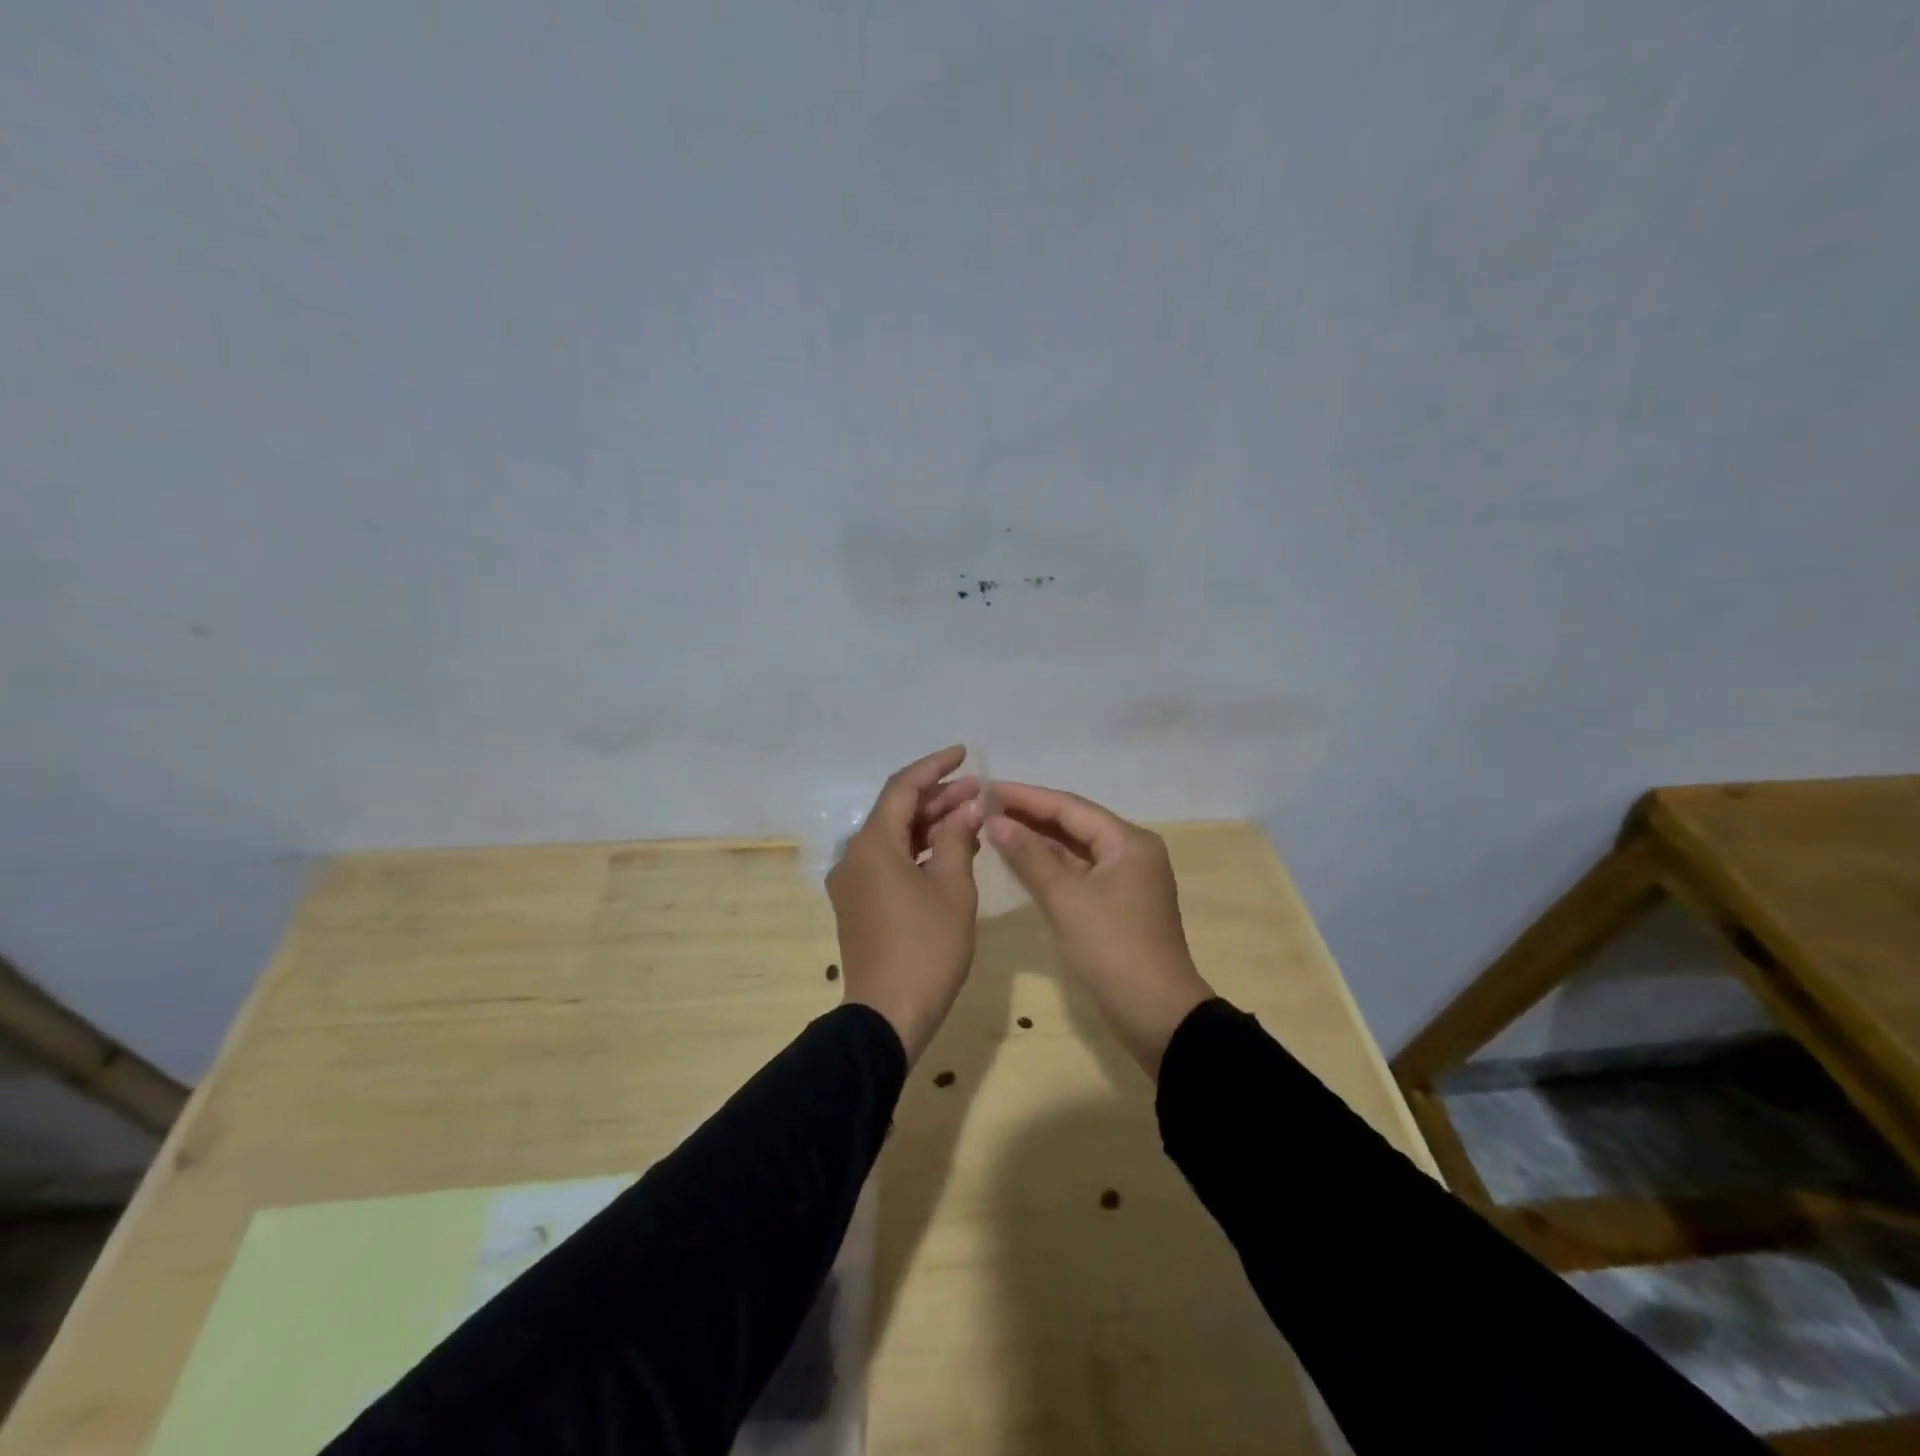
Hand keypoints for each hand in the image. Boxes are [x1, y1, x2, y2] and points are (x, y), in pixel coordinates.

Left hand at [827, 746, 982, 1062]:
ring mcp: (853, 882)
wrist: (888, 1015)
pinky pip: (889, 862)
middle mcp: (855, 856)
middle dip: (938, 797)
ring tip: (972, 817)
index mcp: (873, 844)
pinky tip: (951, 852)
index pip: (903, 787)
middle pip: (897, 812)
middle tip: (978, 790)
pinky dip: (918, 852)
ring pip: (894, 838)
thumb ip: (959, 839)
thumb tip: (968, 807)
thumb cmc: (926, 948)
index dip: (934, 766)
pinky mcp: (858, 904)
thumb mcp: (953, 888)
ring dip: (930, 825)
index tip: (964, 753)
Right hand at [987, 783, 1213, 1077]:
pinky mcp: (1117, 904)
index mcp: (1128, 841)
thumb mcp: (1065, 898)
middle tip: (985, 806)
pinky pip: (1079, 872)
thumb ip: (1029, 856)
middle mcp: (1131, 851)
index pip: (1069, 806)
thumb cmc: (1111, 948)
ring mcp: (1125, 879)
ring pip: (1075, 849)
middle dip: (1030, 815)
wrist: (1156, 1015)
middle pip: (1074, 824)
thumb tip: (995, 820)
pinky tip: (1020, 861)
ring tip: (995, 827)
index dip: (1026, 796)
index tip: (987, 788)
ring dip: (1038, 840)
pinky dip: (1050, 866)